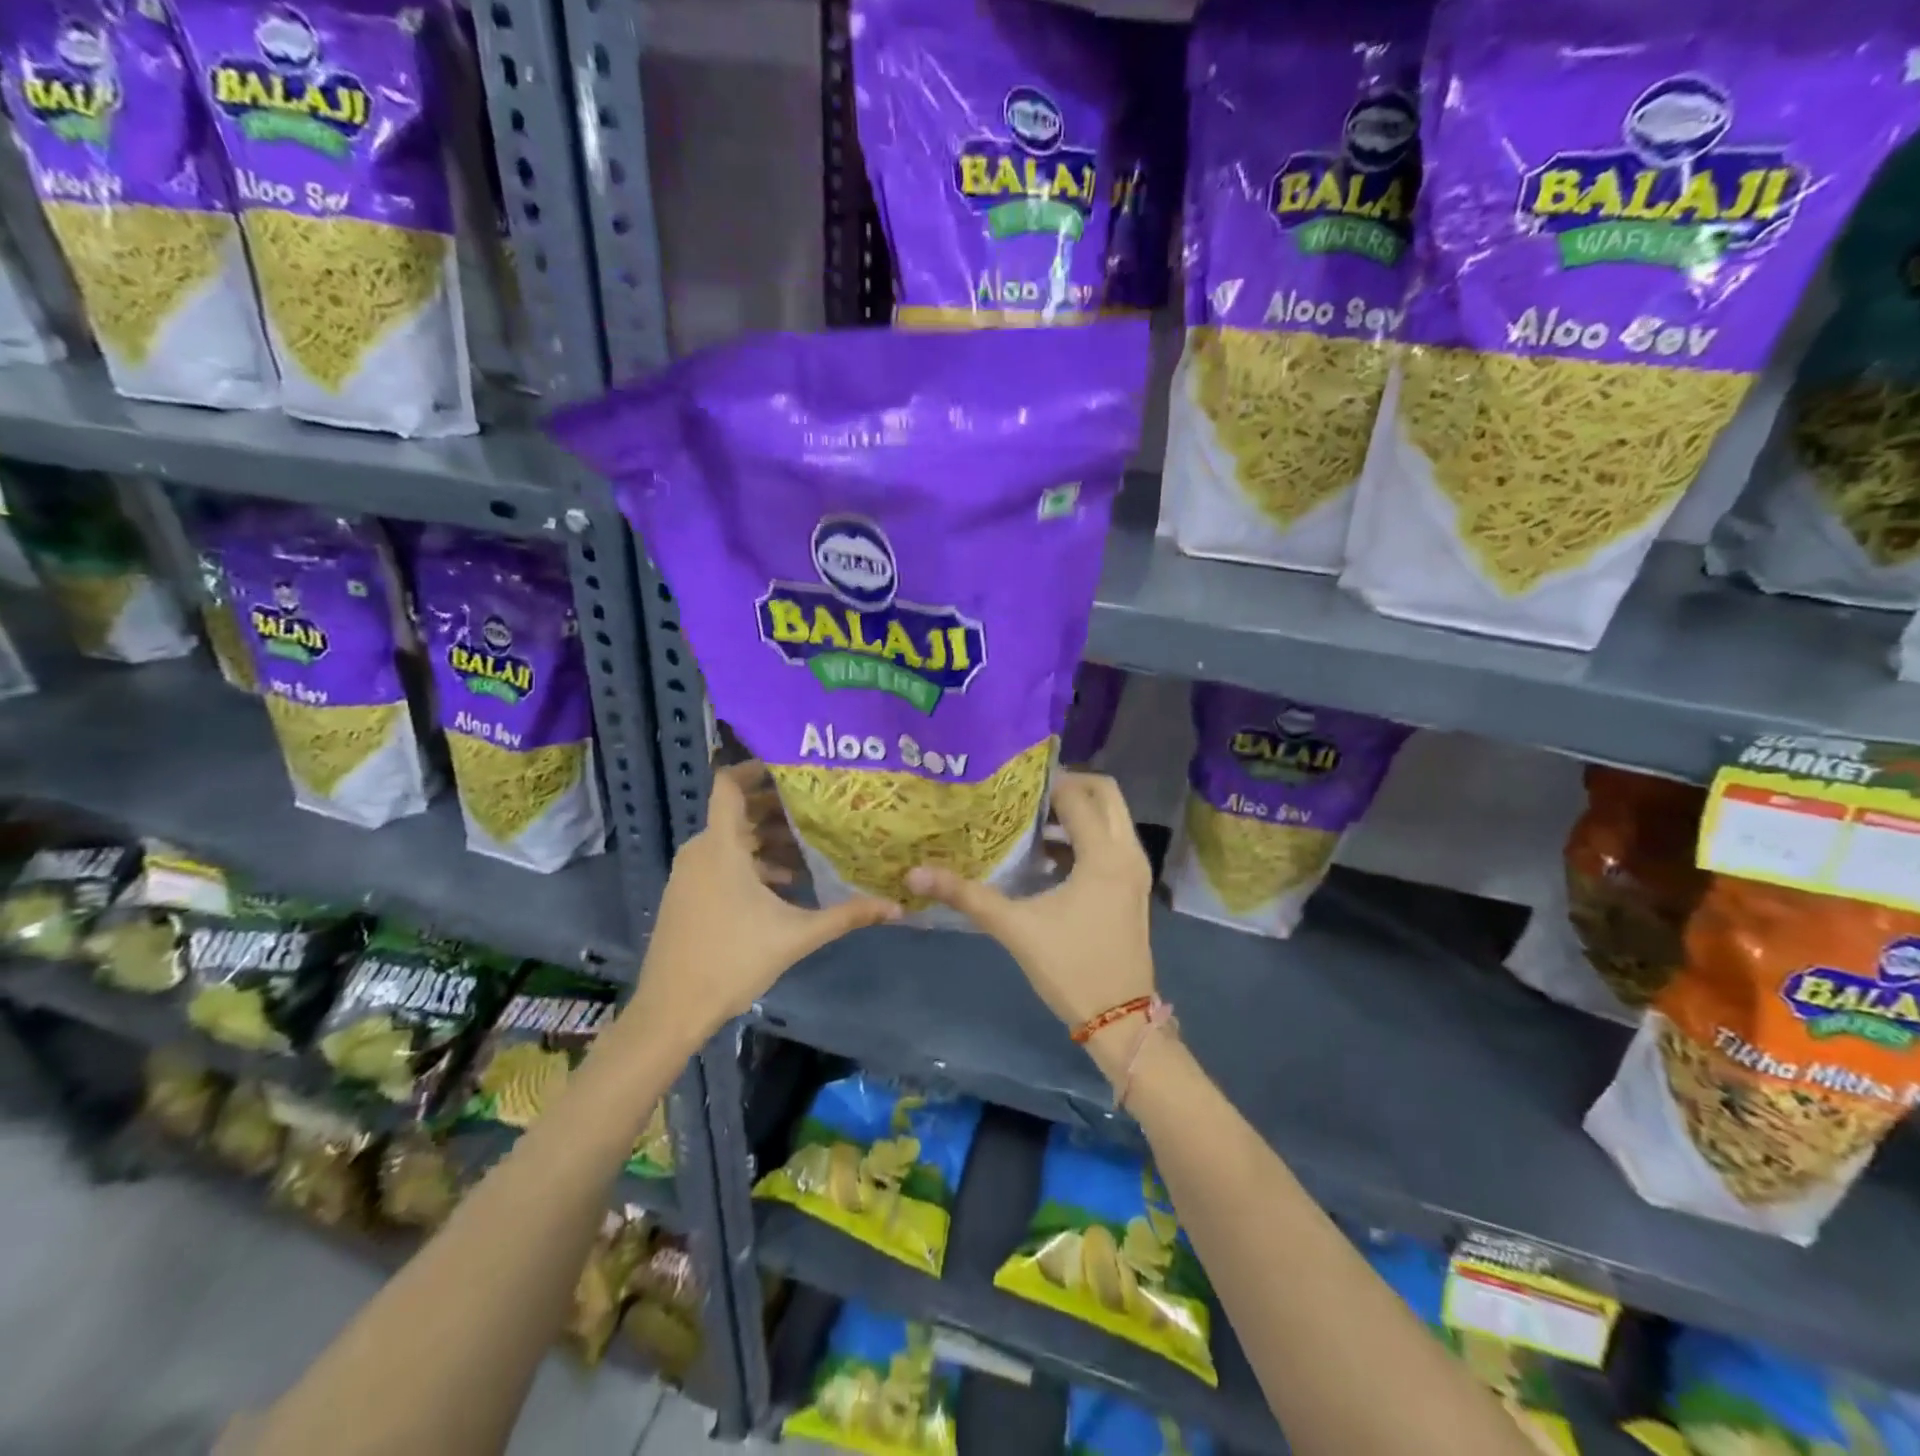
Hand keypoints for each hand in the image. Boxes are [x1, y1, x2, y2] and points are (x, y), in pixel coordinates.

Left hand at [632, 761, 898, 1046]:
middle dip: (777, 810)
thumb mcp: (796, 936)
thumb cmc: (733, 960)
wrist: (671, 1009)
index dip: (755, 768)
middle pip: (737, 812)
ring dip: (766, 841)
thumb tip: (896, 906)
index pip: (729, 784)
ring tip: (808, 851)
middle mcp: (701, 850)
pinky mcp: (685, 895)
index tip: (791, 767)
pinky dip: (749, 863)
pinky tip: (782, 887)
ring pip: (730, 840)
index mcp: (722, 846)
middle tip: (818, 810)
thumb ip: (846, 916)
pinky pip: (720, 862)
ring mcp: (689, 873)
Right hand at [906, 772, 1155, 1082]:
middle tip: (1026, 794)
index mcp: (1103, 855)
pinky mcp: (1133, 886)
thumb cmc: (1070, 968)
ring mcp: (1135, 870)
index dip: (1044, 784)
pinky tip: (1047, 855)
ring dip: (1077, 810)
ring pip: (1112, 817)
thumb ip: (966, 896)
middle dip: (1068, 785)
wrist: (1119, 1019)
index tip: (1009, 785)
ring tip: (1029, 819)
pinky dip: (1086, 834)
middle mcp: (1127, 852)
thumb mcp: (1014, 927)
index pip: (1076, 796)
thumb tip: (914, 874)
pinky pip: (1112, 840)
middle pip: (1106, 793)